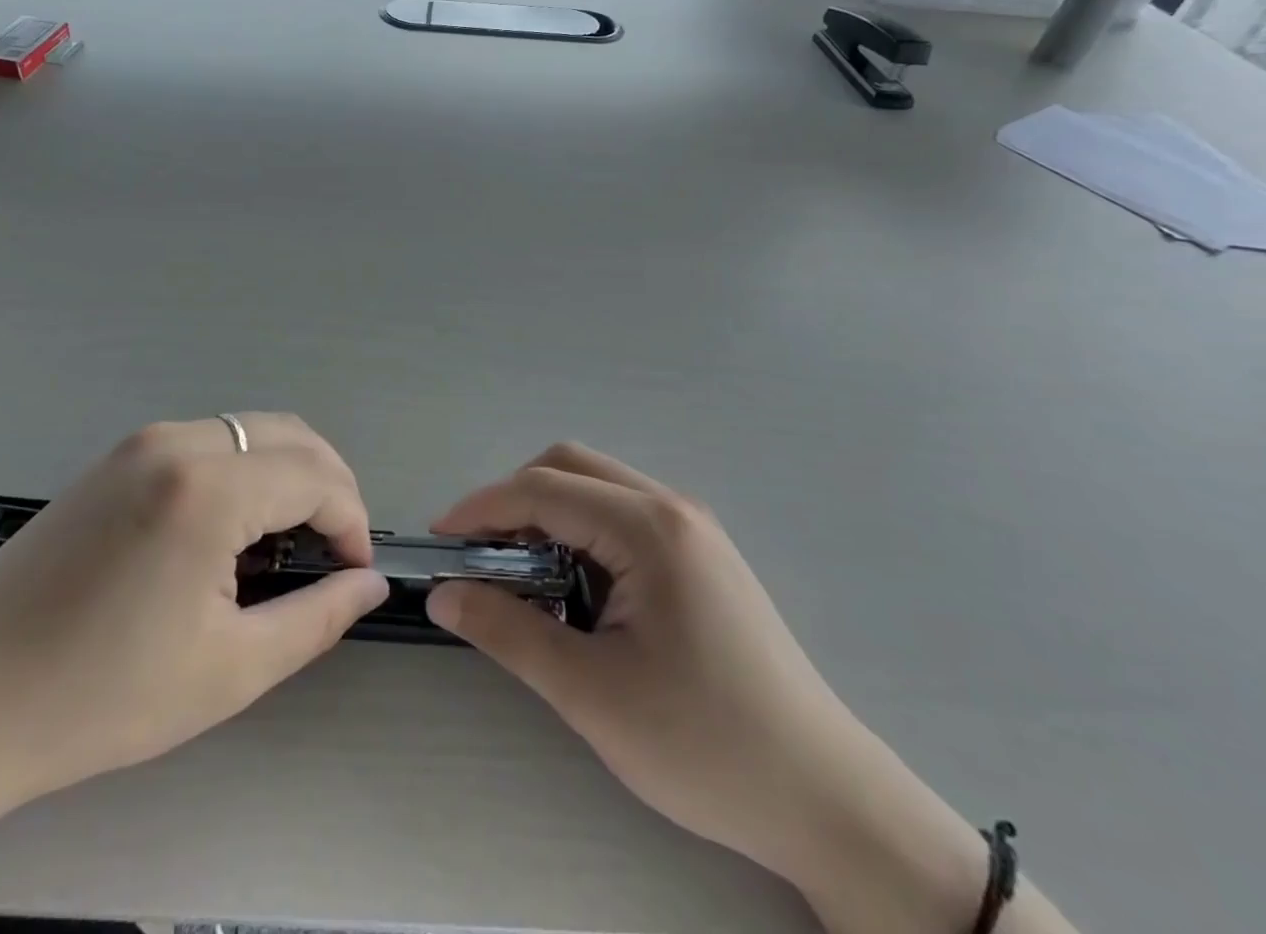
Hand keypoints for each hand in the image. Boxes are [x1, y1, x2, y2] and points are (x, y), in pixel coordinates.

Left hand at [0, 415, 388, 821]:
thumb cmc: (100, 698)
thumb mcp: (229, 670)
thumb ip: (317, 616)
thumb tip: (370, 582)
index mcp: (207, 487)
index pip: (317, 477)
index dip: (351, 521)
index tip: (353, 572)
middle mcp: (177, 442)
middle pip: (291, 436)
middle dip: (329, 486)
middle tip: (332, 552)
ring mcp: (141, 442)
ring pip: (251, 431)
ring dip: (288, 474)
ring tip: (285, 545)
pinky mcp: (116, 456)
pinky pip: (209, 441)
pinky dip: (245, 470)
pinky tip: (230, 530)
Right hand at [426, 444, 991, 933]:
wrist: (825, 799)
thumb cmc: (705, 746)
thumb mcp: (591, 694)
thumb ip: (509, 633)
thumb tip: (444, 596)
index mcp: (649, 528)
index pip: (542, 489)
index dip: (481, 508)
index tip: (439, 543)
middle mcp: (672, 508)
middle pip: (569, 468)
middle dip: (513, 501)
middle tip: (481, 557)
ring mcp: (692, 528)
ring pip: (596, 487)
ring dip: (547, 515)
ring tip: (521, 577)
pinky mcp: (701, 555)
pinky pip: (622, 516)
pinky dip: (580, 533)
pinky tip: (574, 588)